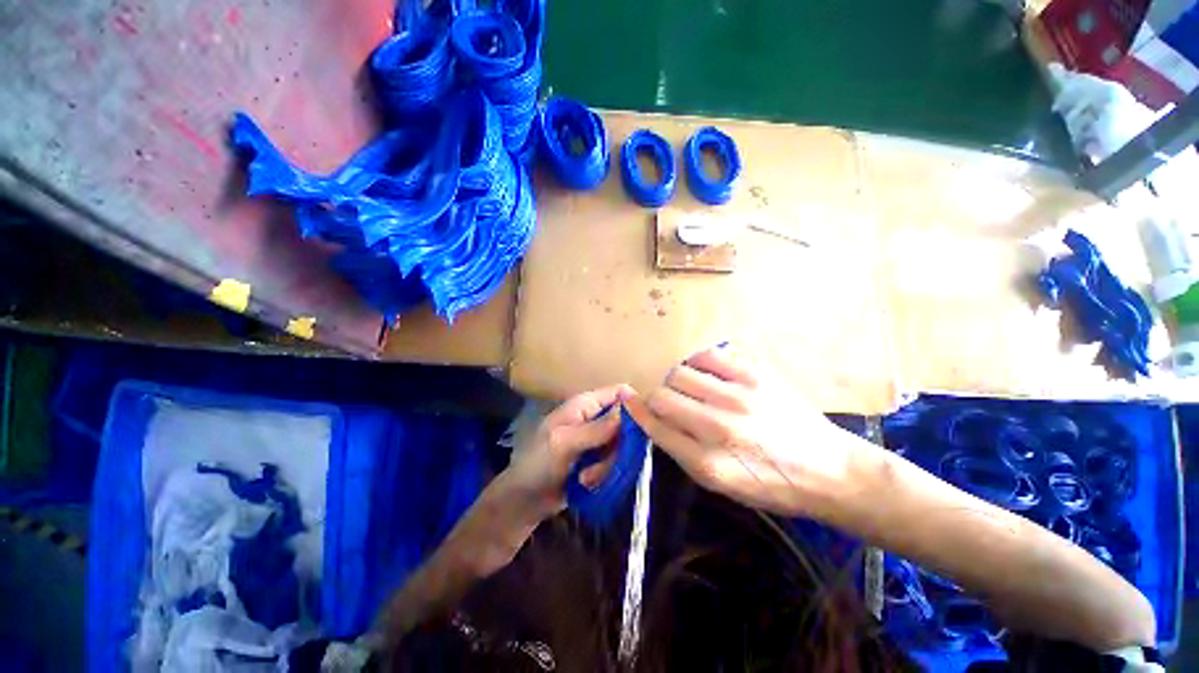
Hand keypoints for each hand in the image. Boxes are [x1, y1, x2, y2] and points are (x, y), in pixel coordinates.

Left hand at [498, 384, 635, 525]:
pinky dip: (605, 474)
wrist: (525, 499)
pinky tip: (587, 483)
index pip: (619, 392)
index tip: (639, 429)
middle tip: (602, 462)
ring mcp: (597, 440)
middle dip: (617, 446)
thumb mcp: (564, 443)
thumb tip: (627, 413)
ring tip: (586, 477)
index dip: (633, 405)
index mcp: (585, 405)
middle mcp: (594, 418)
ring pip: (622, 446)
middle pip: (625, 423)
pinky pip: (616, 462)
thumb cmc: (537, 463)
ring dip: (608, 465)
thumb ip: (595, 429)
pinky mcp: (599, 460)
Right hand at [626, 347, 870, 517]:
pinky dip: (697, 362)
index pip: (655, 427)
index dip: (637, 413)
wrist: (831, 471)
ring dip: (677, 381)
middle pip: (662, 396)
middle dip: (658, 399)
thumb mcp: (722, 485)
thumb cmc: (772, 486)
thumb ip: (683, 452)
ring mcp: (738, 397)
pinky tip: (705, 372)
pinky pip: (708, 355)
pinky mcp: (755, 375)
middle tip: (671, 404)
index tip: (630, 403)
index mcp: (709, 464)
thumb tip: (654, 420)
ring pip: (680, 373)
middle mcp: (719, 428)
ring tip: (690, 388)